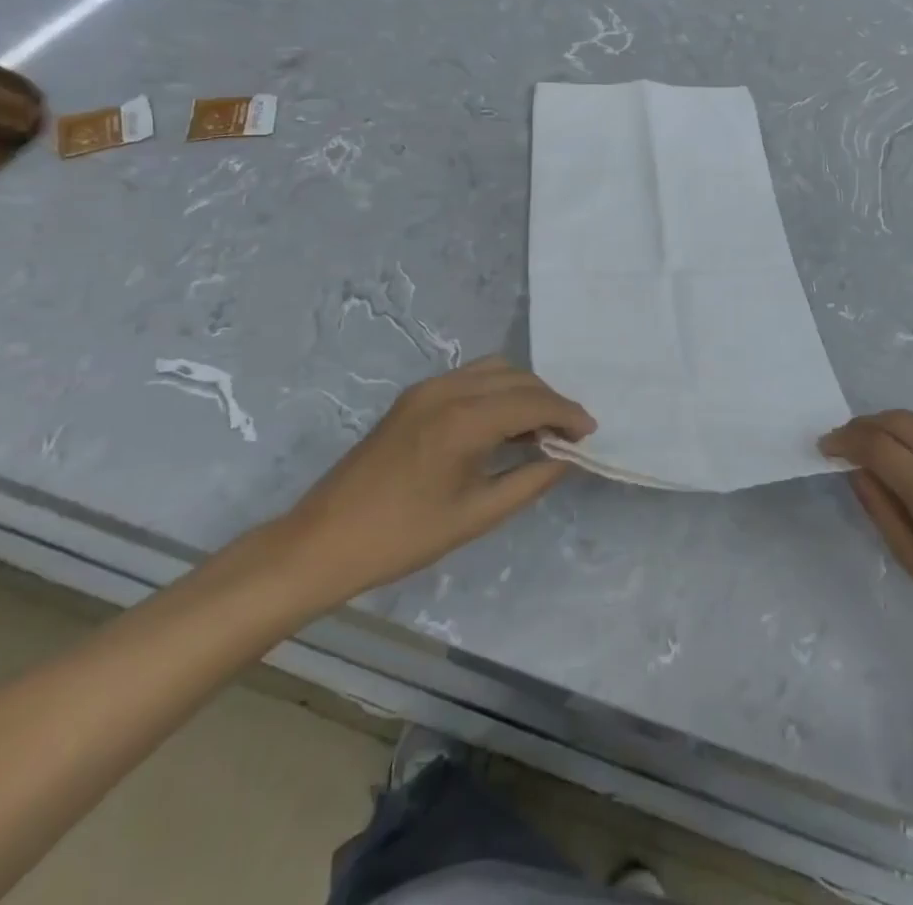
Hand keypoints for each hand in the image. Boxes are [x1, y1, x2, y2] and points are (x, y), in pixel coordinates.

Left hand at [270, 357, 593, 614]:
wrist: (323, 541)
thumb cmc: (403, 537)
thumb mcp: (476, 516)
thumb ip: (529, 481)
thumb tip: (564, 458)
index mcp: (464, 419)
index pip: (532, 401)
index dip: (567, 414)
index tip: (589, 433)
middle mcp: (448, 390)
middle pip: (517, 377)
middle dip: (549, 400)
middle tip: (568, 435)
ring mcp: (426, 389)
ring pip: (494, 370)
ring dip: (523, 391)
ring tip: (538, 429)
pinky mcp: (413, 397)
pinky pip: (470, 379)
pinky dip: (496, 391)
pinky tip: (502, 425)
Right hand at [820, 411, 912, 658]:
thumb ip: (883, 511)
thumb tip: (857, 472)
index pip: (880, 447)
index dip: (846, 441)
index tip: (824, 447)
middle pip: (902, 421)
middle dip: (866, 424)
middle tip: (843, 440)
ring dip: (892, 422)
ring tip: (870, 441)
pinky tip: (906, 451)